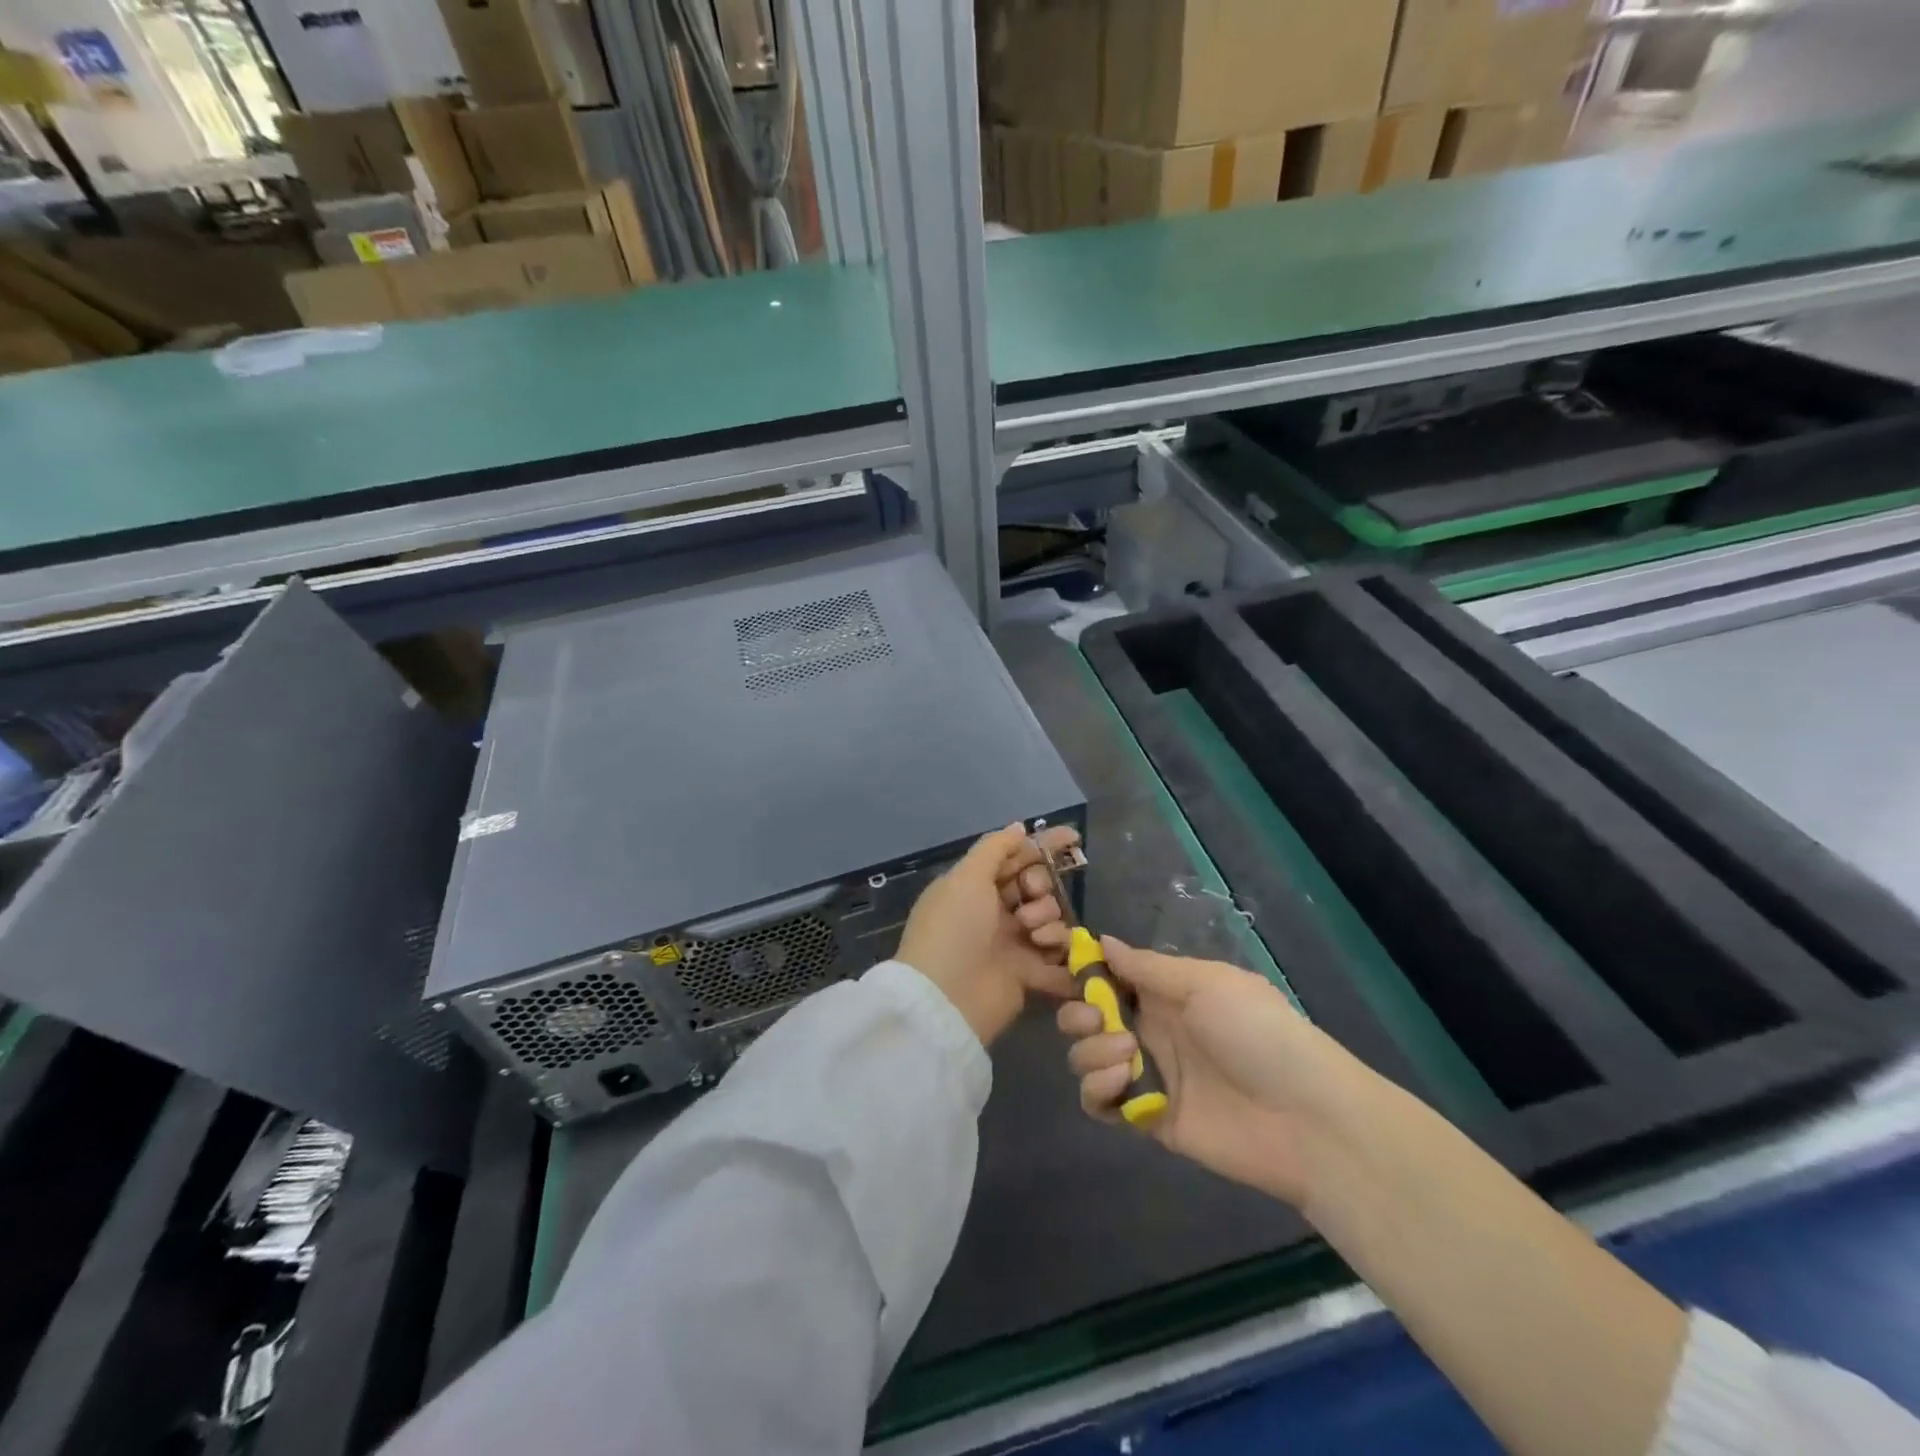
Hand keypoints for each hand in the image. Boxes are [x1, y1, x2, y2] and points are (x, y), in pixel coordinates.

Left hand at [896, 823, 1080, 1045]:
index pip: (1014, 857)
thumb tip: (1018, 827)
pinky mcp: (1026, 975)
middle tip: (1030, 895)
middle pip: (1036, 886)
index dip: (1042, 846)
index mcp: (975, 885)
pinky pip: (1057, 958)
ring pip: (1049, 918)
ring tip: (1032, 933)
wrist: (946, 998)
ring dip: (1047, 919)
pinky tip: (1052, 952)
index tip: (1072, 838)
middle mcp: (994, 911)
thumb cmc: (953, 928)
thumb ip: (995, 848)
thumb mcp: (966, 877)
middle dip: (1040, 885)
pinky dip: (1061, 955)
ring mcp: (1011, 944)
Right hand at [1057, 937, 1363, 1207]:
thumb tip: (1102, 940)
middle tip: (1098, 1020)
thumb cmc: (1257, 1032)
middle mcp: (1149, 1028)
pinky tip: (1119, 1084)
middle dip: (1079, 1014)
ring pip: (1087, 1057)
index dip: (1085, 972)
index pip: (1109, 976)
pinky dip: (1097, 1090)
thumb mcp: (1206, 983)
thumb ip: (1147, 967)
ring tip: (1125, 1056)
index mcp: (1165, 992)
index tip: (1071, 969)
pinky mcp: (1146, 1116)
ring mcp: (1147, 1074)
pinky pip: (1099, 1102)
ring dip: (1091, 1052)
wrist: (1305, 1117)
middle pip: (1088, 1017)